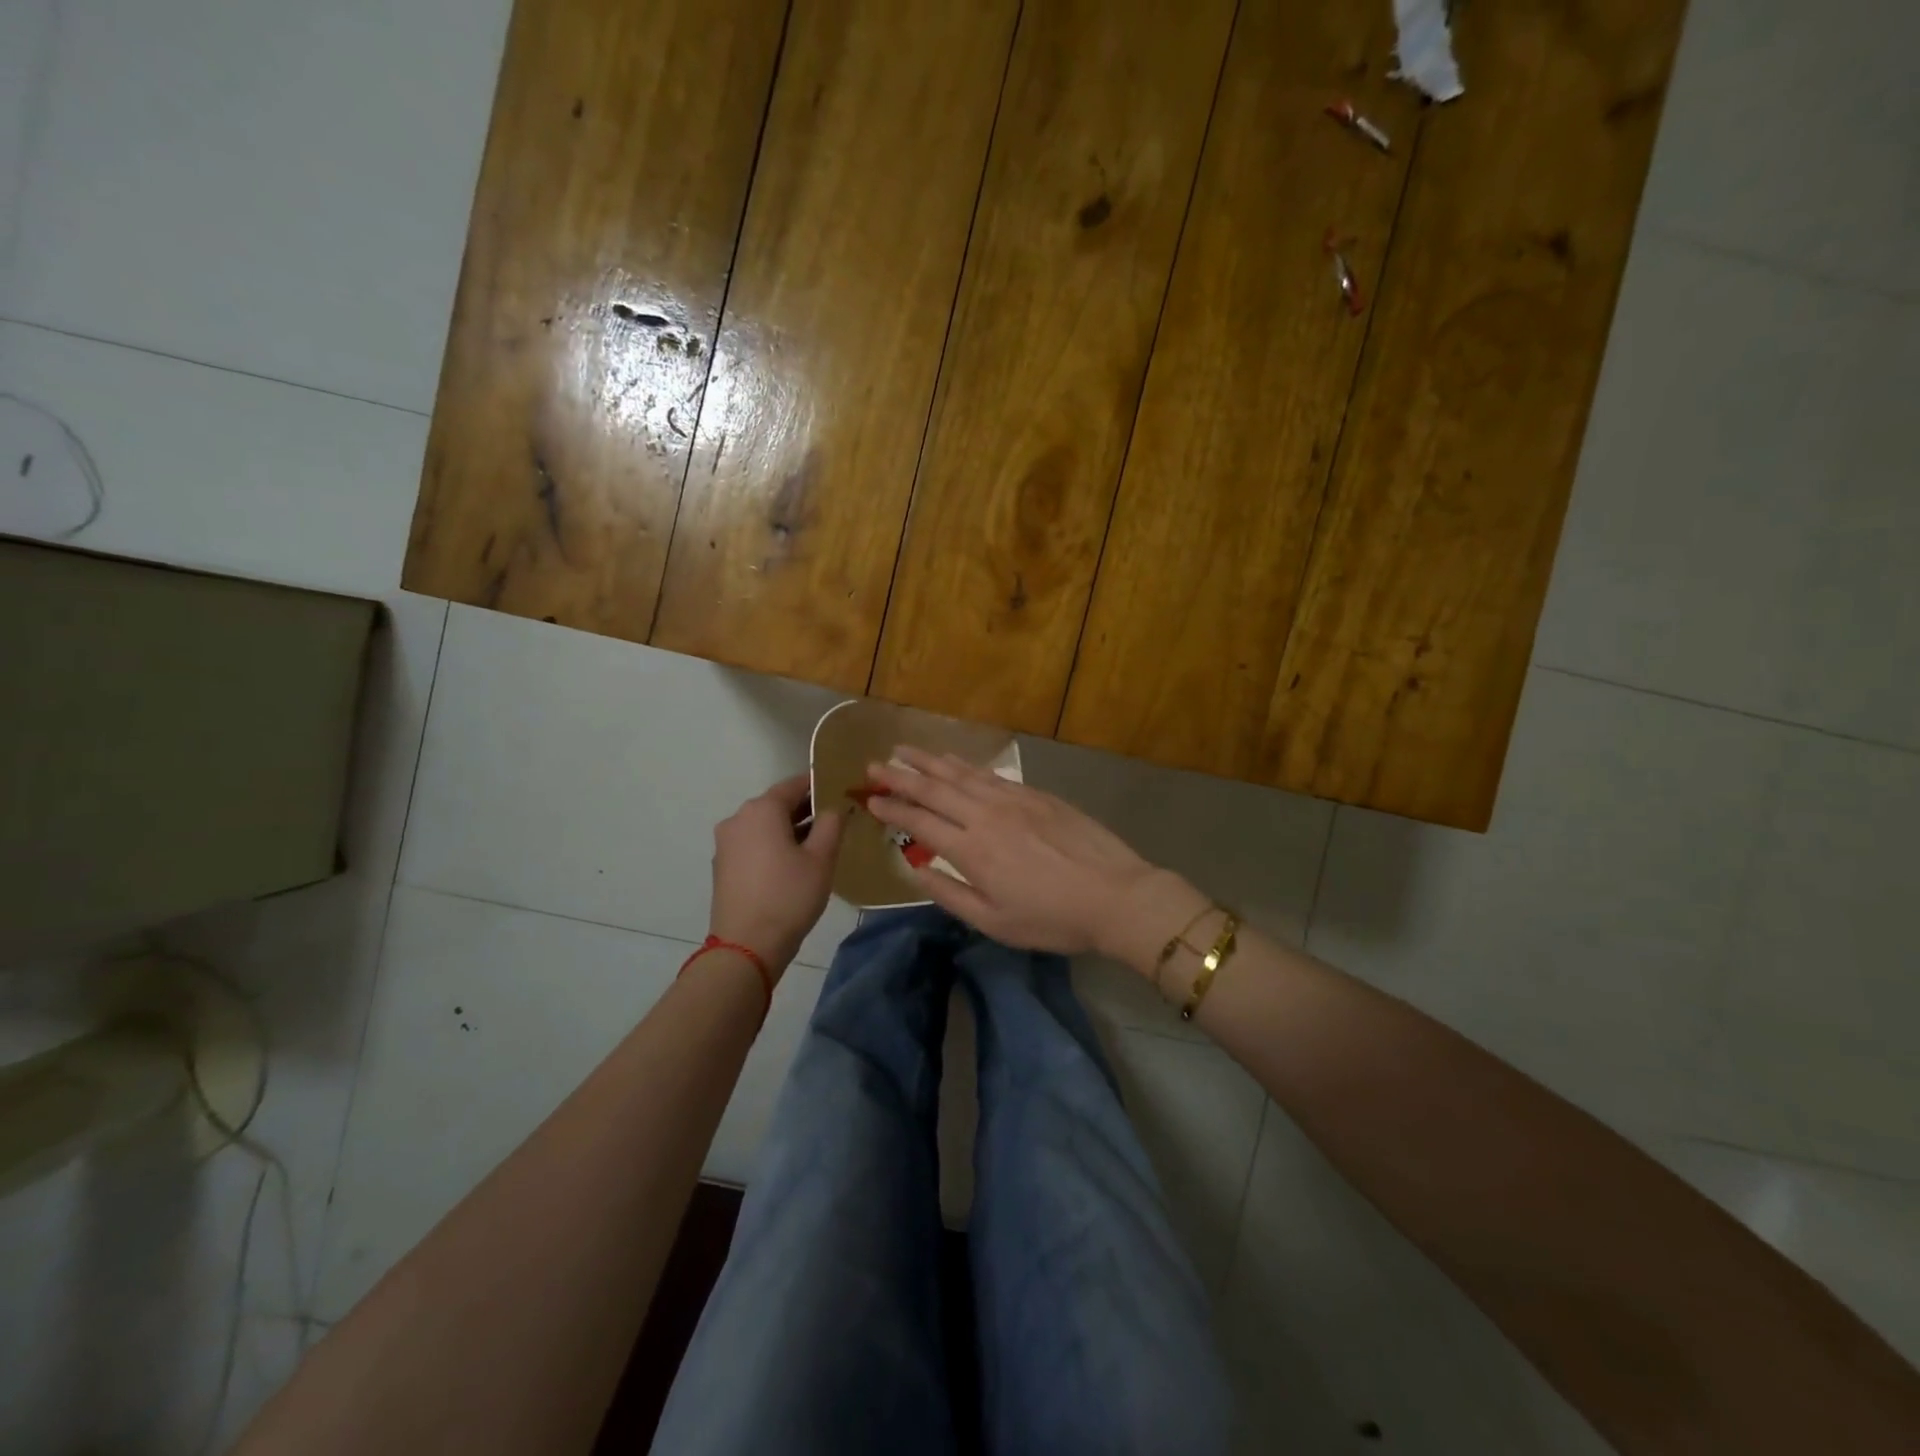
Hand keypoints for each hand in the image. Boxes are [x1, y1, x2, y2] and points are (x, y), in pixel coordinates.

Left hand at [709, 774, 843, 971]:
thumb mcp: (822, 858)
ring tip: (817, 844)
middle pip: (776, 804)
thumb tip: (833, 807)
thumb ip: (831, 824)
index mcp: (762, 809)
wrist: (746, 946)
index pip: (794, 784)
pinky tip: (792, 864)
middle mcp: (738, 818)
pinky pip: (753, 844)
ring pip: (764, 825)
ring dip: (789, 829)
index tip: (840, 790)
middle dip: (805, 809)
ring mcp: (726, 843)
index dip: (818, 785)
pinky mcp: (723, 866)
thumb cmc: (789, 895)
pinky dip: (772, 845)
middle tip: (834, 819)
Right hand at [864, 747, 1199, 958]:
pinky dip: (965, 764)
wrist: (1116, 895)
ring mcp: (1013, 799)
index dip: (892, 809)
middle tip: (874, 766)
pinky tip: (953, 760)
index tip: (870, 800)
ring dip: (929, 761)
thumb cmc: (1053, 918)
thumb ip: (949, 894)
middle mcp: (986, 815)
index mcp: (972, 850)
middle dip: (900, 776)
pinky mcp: (1036, 794)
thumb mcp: (994, 922)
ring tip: (904, 750)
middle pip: (935, 788)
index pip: (920, 821)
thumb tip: (915, 868)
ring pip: (961, 773)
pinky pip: (990, 773)